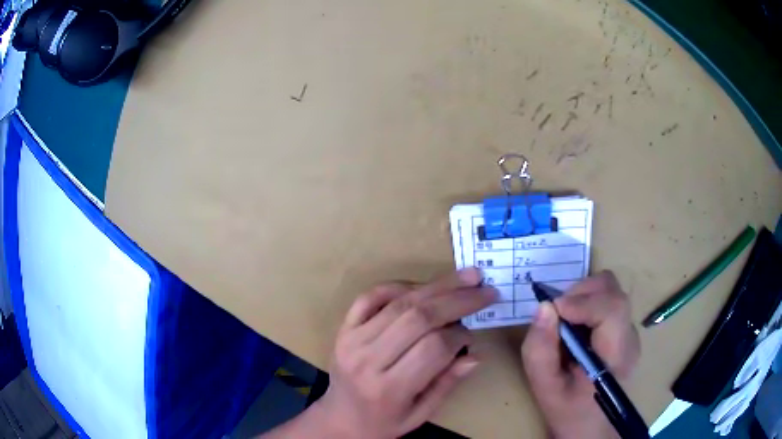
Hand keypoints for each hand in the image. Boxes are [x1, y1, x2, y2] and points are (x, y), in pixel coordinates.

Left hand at [314, 268, 496, 438]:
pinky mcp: (343, 329)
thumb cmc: (383, 422)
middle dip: (457, 300)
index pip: (433, 348)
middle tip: (485, 289)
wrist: (339, 419)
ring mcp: (351, 340)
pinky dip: (397, 286)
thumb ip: (447, 384)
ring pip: (399, 303)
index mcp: (389, 388)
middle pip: (418, 318)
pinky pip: (370, 297)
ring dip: (436, 286)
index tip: (473, 333)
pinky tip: (422, 286)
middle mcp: (367, 359)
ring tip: (466, 277)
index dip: (460, 335)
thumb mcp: (420, 414)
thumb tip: (476, 355)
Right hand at [521, 271, 640, 438]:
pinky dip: (587, 304)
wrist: (594, 428)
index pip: (612, 309)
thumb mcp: (545, 389)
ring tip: (564, 322)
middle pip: (612, 291)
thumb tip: (543, 307)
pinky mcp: (624, 331)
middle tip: (557, 314)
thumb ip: (540, 350)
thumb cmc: (570, 413)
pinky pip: (608, 302)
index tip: (553, 309)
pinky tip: (575, 329)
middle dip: (580, 293)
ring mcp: (630, 332)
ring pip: (610, 291)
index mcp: (616, 355)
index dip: (582, 301)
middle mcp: (629, 337)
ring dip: (583, 297)